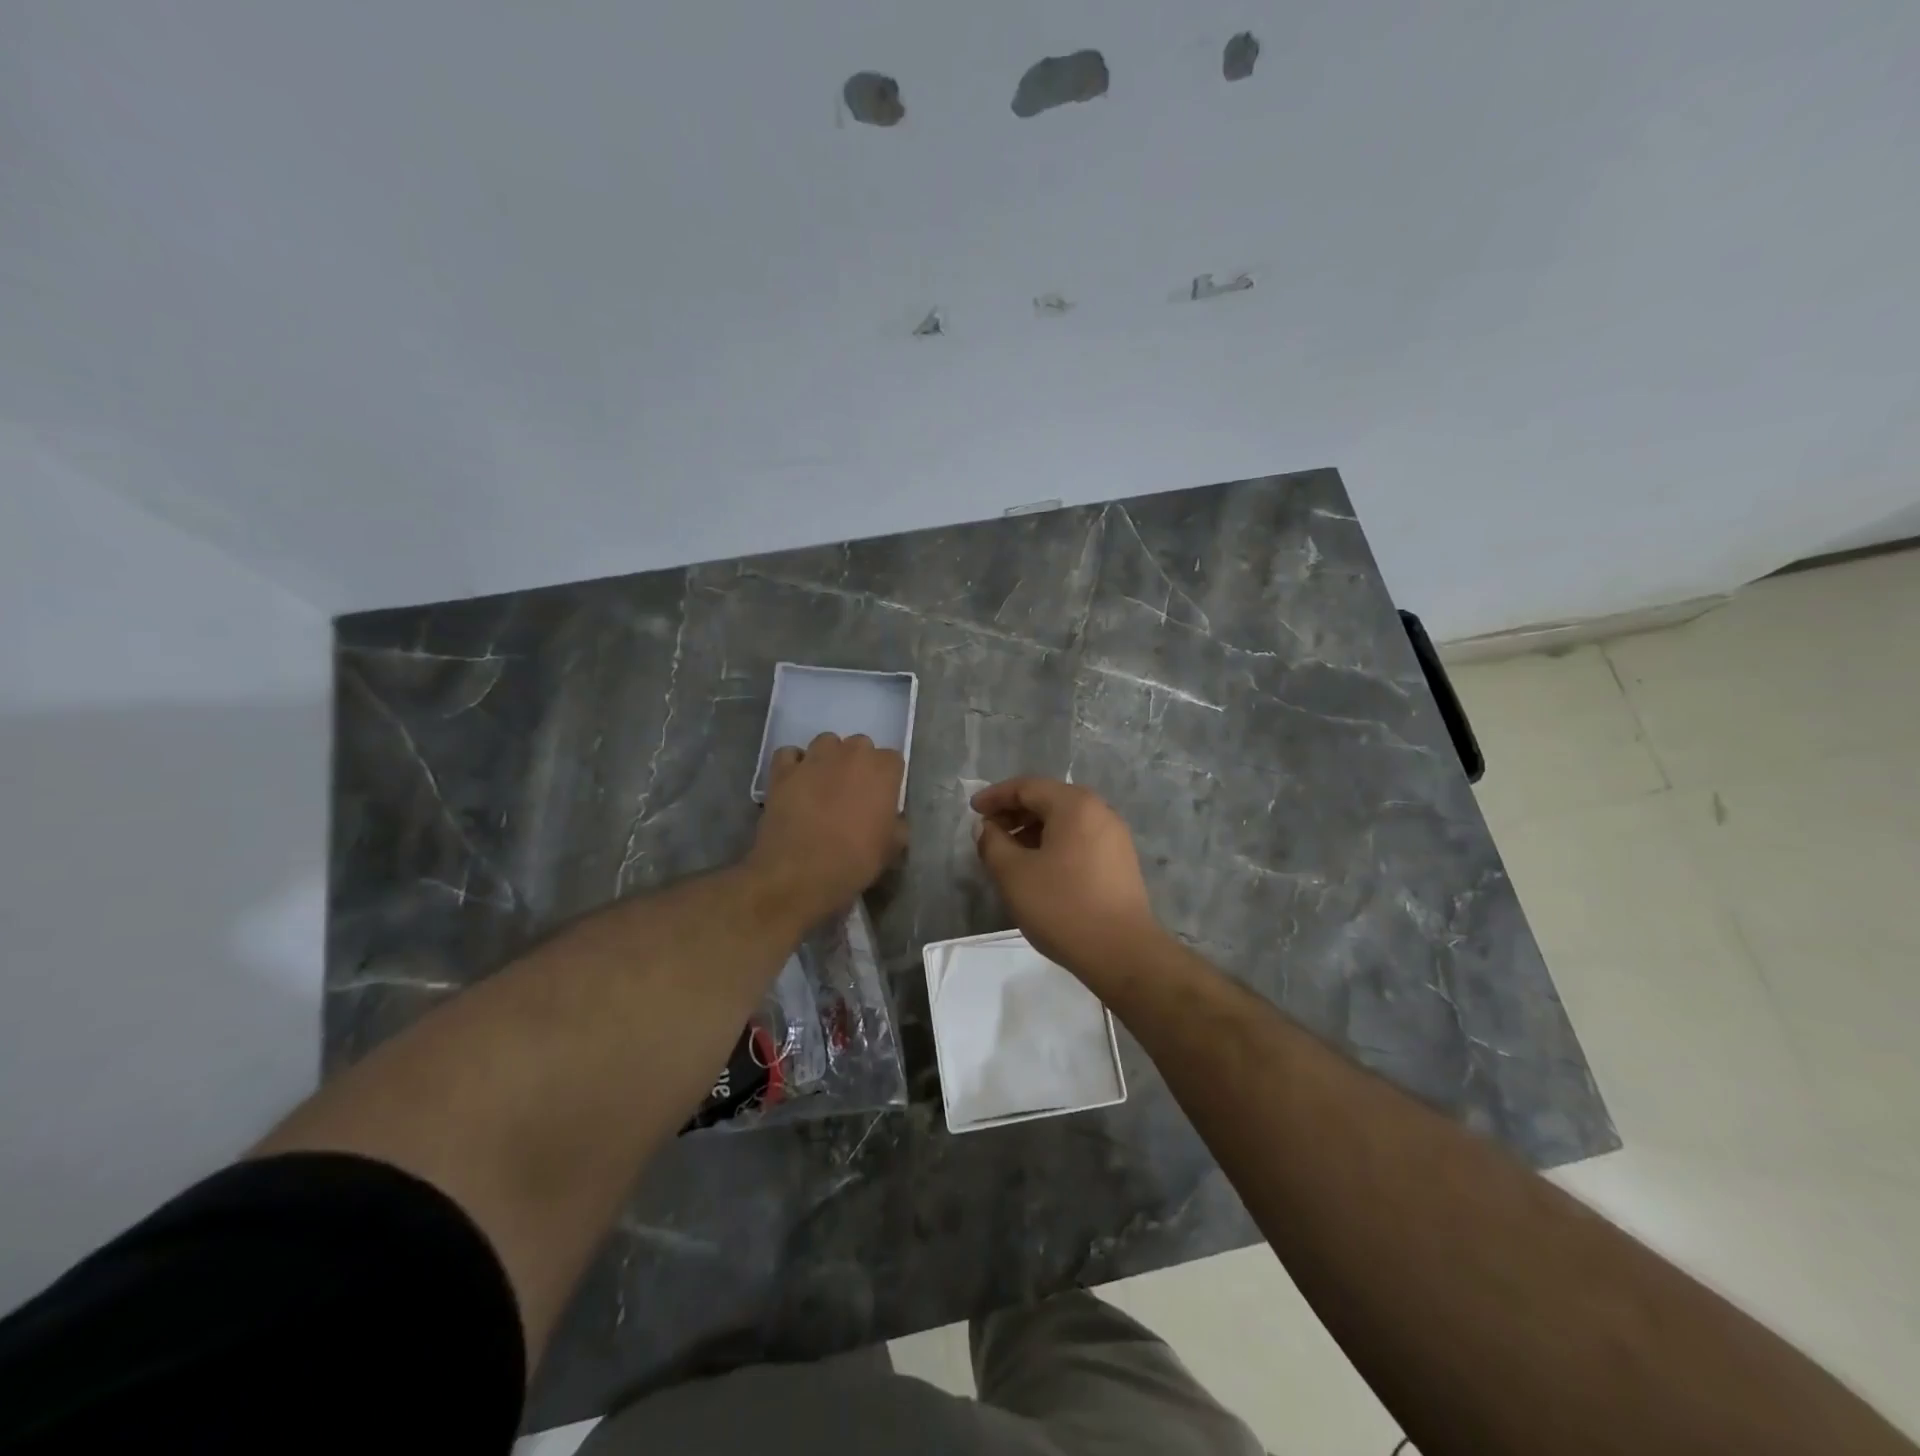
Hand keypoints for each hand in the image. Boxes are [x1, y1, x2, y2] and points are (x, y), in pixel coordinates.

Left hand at [750, 733, 906, 924]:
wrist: (802, 872)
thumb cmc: (856, 860)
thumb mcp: (892, 848)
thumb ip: (897, 824)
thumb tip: (892, 819)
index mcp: (883, 769)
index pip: (893, 760)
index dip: (888, 779)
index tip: (882, 798)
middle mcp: (851, 753)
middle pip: (860, 745)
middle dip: (859, 764)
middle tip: (853, 792)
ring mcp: (814, 758)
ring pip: (826, 742)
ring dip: (828, 758)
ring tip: (824, 783)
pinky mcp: (783, 771)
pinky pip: (789, 754)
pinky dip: (793, 763)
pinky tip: (796, 782)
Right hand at [972, 777, 1165, 984]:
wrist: (1122, 952)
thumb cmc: (1062, 906)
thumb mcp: (1013, 874)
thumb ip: (992, 843)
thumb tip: (986, 827)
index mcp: (1074, 804)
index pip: (1027, 787)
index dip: (995, 796)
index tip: (972, 810)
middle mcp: (1099, 811)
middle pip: (1048, 800)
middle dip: (1014, 813)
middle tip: (988, 832)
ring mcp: (1114, 836)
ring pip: (1065, 821)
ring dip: (1033, 830)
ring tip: (1008, 854)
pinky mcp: (1120, 861)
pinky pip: (1079, 839)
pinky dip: (1053, 844)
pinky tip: (1038, 868)